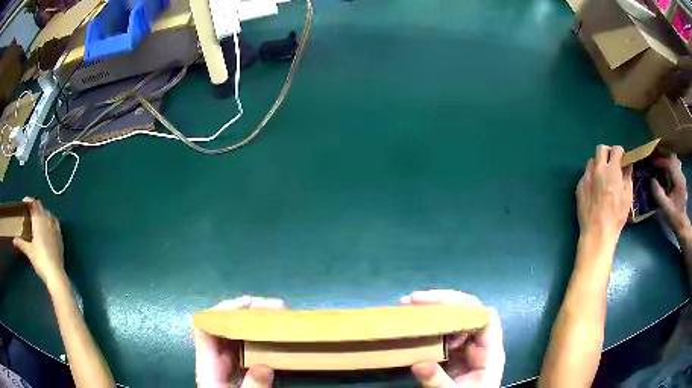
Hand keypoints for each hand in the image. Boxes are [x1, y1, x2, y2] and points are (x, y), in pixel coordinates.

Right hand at [12, 197, 64, 285]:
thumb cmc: (40, 260)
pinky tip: (46, 226)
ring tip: (35, 219)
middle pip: (40, 207)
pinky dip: (48, 220)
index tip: (23, 203)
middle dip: (34, 206)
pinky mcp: (60, 236)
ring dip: (41, 212)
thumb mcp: (29, 251)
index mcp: (39, 219)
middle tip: (28, 211)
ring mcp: (55, 227)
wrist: (55, 274)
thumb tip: (14, 240)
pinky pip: (54, 222)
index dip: (28, 201)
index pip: (34, 204)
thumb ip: (21, 243)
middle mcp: (48, 219)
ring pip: (47, 213)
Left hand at [195, 296, 282, 387]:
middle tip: (274, 308)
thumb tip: (265, 365)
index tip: (247, 304)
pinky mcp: (240, 369)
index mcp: (208, 365)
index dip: (221, 311)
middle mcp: (216, 358)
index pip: (205, 328)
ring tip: (279, 316)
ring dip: (256, 322)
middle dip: (247, 313)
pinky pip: (248, 347)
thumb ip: (252, 386)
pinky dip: (261, 337)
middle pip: (224, 326)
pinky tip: (275, 335)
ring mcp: (228, 363)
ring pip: (237, 334)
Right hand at [400, 290, 504, 387]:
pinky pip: (444, 335)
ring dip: (433, 312)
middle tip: (411, 301)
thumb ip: (438, 381)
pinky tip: (414, 326)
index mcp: (490, 352)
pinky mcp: (455, 354)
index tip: (433, 305)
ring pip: (455, 321)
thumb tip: (417, 363)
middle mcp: (481, 344)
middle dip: (441, 303)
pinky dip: (429, 328)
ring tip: (408, 307)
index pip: (484, 317)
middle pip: (468, 313)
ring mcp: (468, 348)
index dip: (464, 307)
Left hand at [576, 145, 632, 240]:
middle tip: (612, 163)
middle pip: (601, 149)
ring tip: (603, 176)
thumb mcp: (627, 196)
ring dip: (598, 164)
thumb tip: (627, 165)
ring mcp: (587, 177)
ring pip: (591, 161)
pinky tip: (595, 189)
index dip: (620, 153)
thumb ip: (627, 177)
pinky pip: (585, 175)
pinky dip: (591, 177)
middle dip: (608, 153)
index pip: (615, 150)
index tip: (622, 159)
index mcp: (612, 170)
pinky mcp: (579, 186)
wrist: (597, 232)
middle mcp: (598, 169)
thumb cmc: (616, 216)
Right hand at [652, 155, 690, 238]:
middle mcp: (681, 175)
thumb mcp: (665, 208)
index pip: (669, 163)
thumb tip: (651, 180)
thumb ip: (658, 194)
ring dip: (667, 158)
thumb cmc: (673, 217)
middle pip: (672, 158)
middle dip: (663, 155)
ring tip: (659, 159)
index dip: (659, 161)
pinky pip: (675, 165)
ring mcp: (681, 177)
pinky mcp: (681, 180)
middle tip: (654, 155)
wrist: (681, 224)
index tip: (651, 162)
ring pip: (674, 160)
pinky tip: (665, 168)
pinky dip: (669, 163)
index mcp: (678, 180)